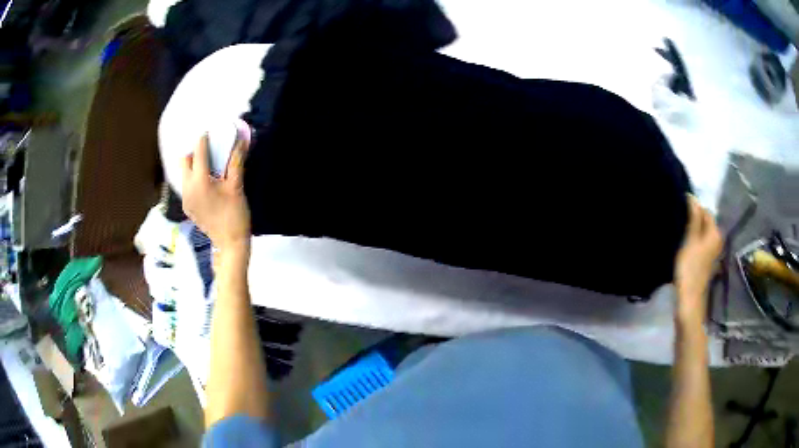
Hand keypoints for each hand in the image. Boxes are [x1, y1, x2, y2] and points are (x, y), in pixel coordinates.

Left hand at [181, 134, 250, 253]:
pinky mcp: (187, 206)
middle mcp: (187, 188)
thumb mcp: (236, 185)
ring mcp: (185, 199)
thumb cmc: (235, 214)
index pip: (198, 151)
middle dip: (195, 152)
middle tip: (210, 152)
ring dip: (193, 165)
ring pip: (183, 173)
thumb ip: (236, 160)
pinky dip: (193, 178)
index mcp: (199, 181)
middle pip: (184, 160)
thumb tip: (241, 138)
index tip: (211, 133)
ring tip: (209, 167)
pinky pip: (186, 185)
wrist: (229, 243)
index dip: (204, 139)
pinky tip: (206, 184)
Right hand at [674, 196, 722, 323]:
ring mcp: (713, 252)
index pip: (705, 211)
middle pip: (705, 223)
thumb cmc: (690, 269)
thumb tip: (692, 197)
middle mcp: (717, 240)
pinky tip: (684, 247)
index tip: (679, 210)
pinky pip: (701, 244)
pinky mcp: (707, 262)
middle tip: (678, 221)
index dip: (692, 208)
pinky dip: (693, 242)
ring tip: (679, 233)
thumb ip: (693, 218)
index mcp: (715, 233)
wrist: (689, 300)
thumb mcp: (690, 240)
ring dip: (692, 232)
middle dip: (693, 220)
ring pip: (702, 234)